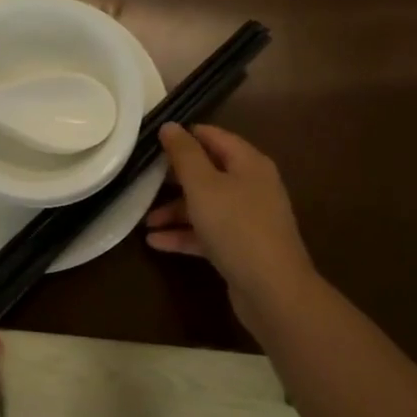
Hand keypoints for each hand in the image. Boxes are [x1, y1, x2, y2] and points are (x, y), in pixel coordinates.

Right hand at [146, 123, 324, 332]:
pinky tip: (155, 242)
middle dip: (175, 178)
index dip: (184, 136)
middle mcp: (251, 187)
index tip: (152, 141)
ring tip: (144, 220)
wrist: (273, 291)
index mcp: (249, 164)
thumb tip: (170, 125)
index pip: (214, 137)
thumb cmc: (236, 227)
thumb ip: (184, 154)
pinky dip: (184, 235)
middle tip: (143, 178)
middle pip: (208, 172)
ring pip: (205, 205)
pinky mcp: (241, 248)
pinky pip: (207, 233)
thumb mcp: (203, 185)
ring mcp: (248, 219)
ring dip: (175, 211)